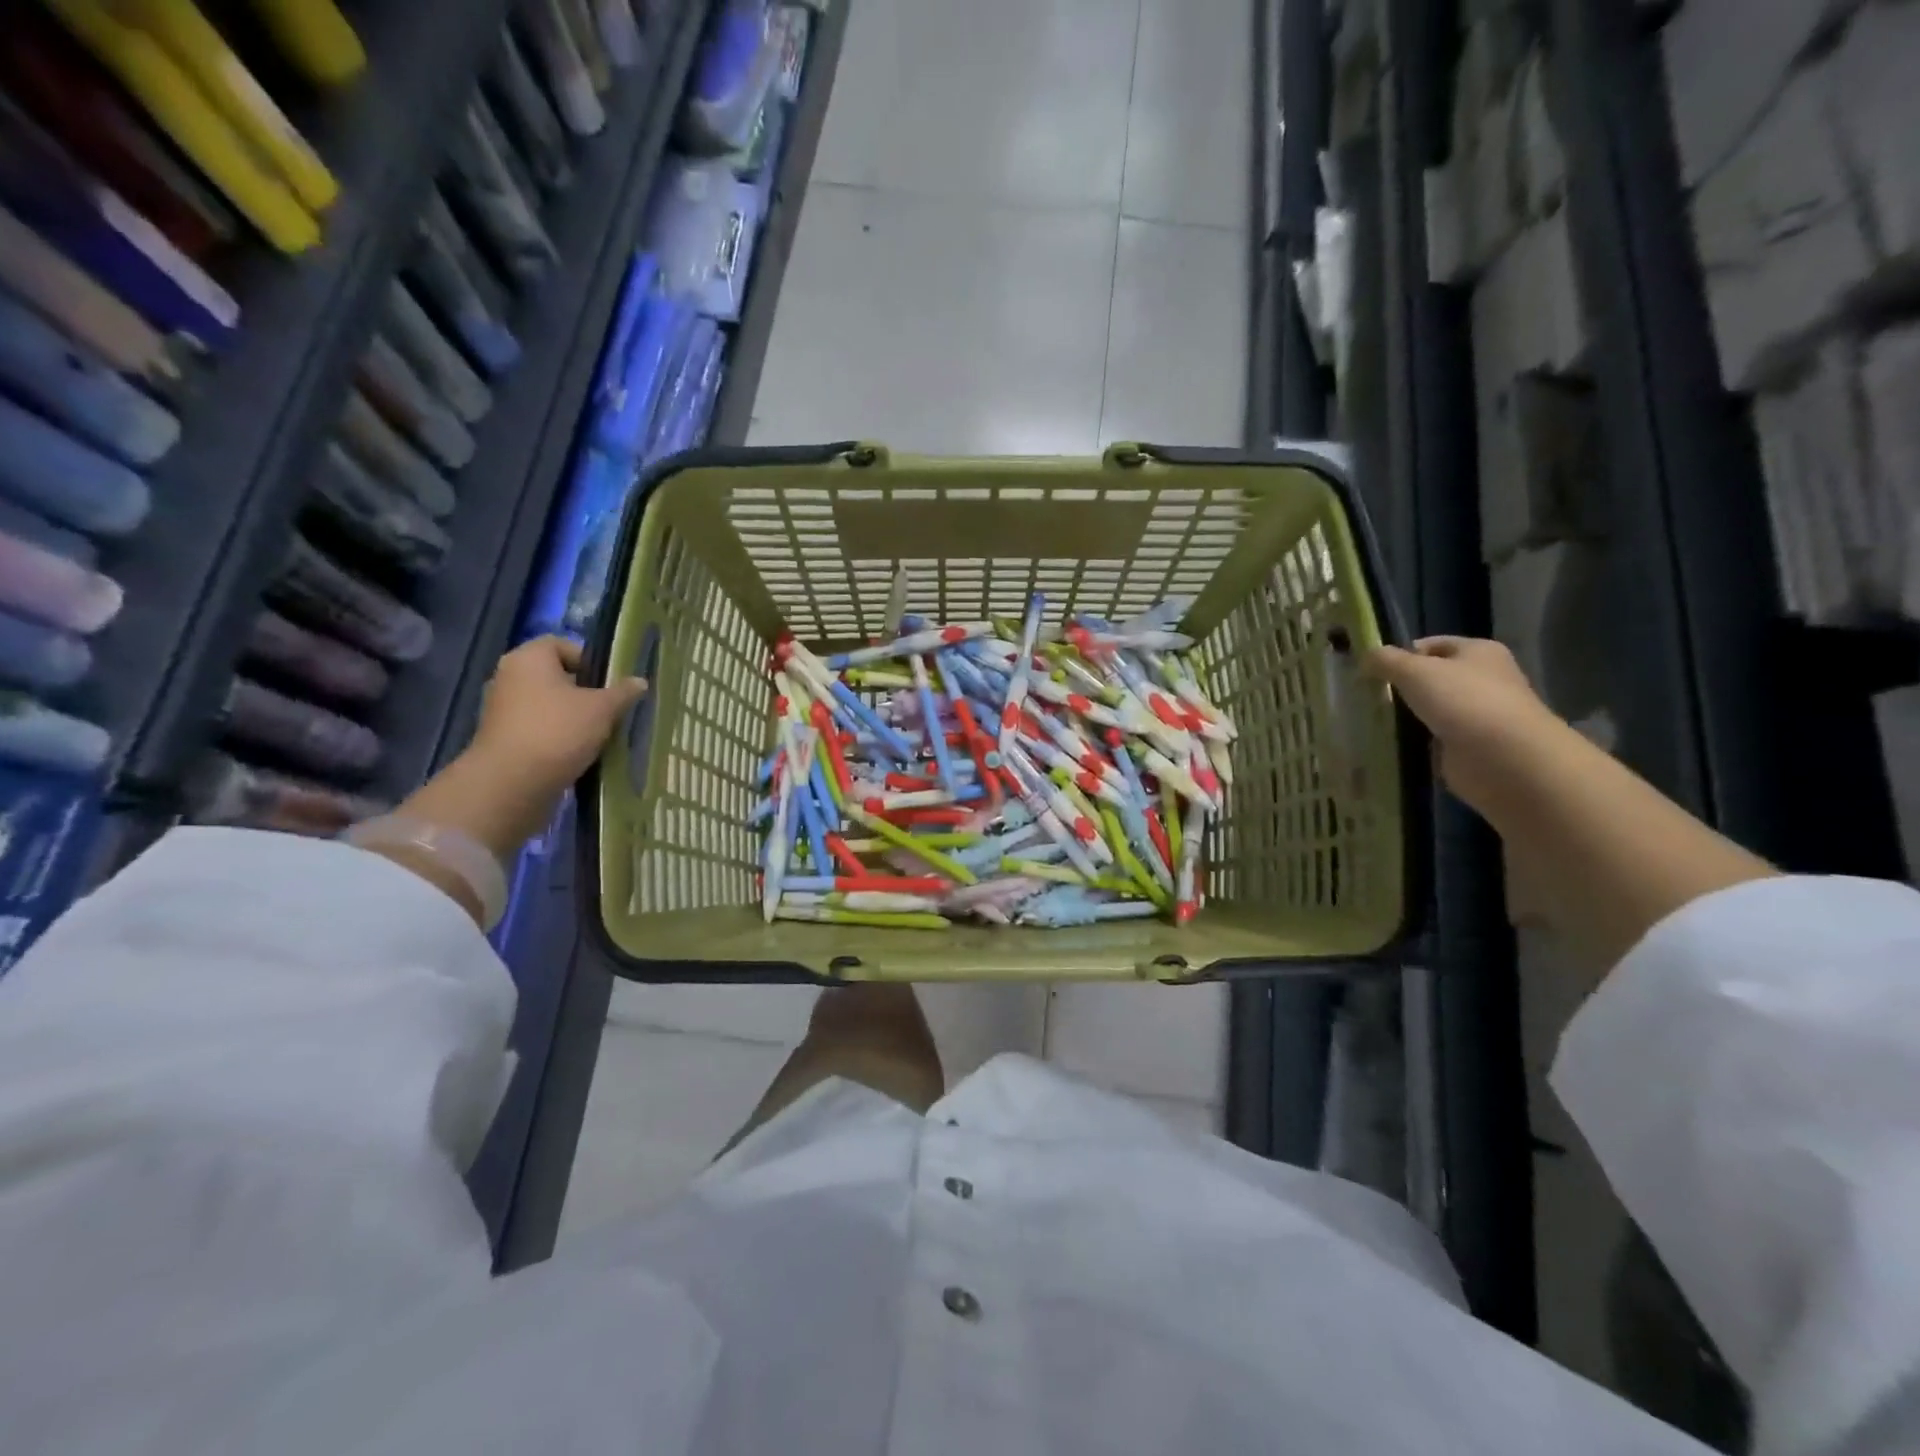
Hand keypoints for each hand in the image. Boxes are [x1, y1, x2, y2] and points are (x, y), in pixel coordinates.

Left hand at [469, 636, 647, 799]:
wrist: (511, 784)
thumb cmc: (558, 731)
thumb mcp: (602, 709)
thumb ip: (623, 693)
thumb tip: (640, 681)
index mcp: (528, 658)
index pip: (562, 644)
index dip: (590, 659)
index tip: (611, 682)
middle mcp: (509, 677)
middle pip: (555, 675)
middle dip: (584, 691)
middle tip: (610, 708)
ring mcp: (501, 709)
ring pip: (547, 704)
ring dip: (572, 716)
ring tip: (598, 733)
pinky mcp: (502, 738)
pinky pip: (538, 727)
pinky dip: (557, 735)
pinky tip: (578, 751)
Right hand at [1365, 637, 1568, 819]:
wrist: (1504, 758)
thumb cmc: (1463, 701)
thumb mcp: (1414, 671)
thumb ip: (1386, 660)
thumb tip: (1367, 655)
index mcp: (1479, 651)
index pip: (1432, 645)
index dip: (1401, 654)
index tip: (1372, 671)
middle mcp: (1484, 678)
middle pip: (1432, 677)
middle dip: (1402, 686)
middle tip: (1369, 695)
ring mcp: (1479, 714)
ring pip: (1431, 708)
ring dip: (1407, 715)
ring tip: (1374, 719)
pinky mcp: (1471, 744)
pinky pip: (1434, 736)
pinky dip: (1416, 739)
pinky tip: (1393, 742)